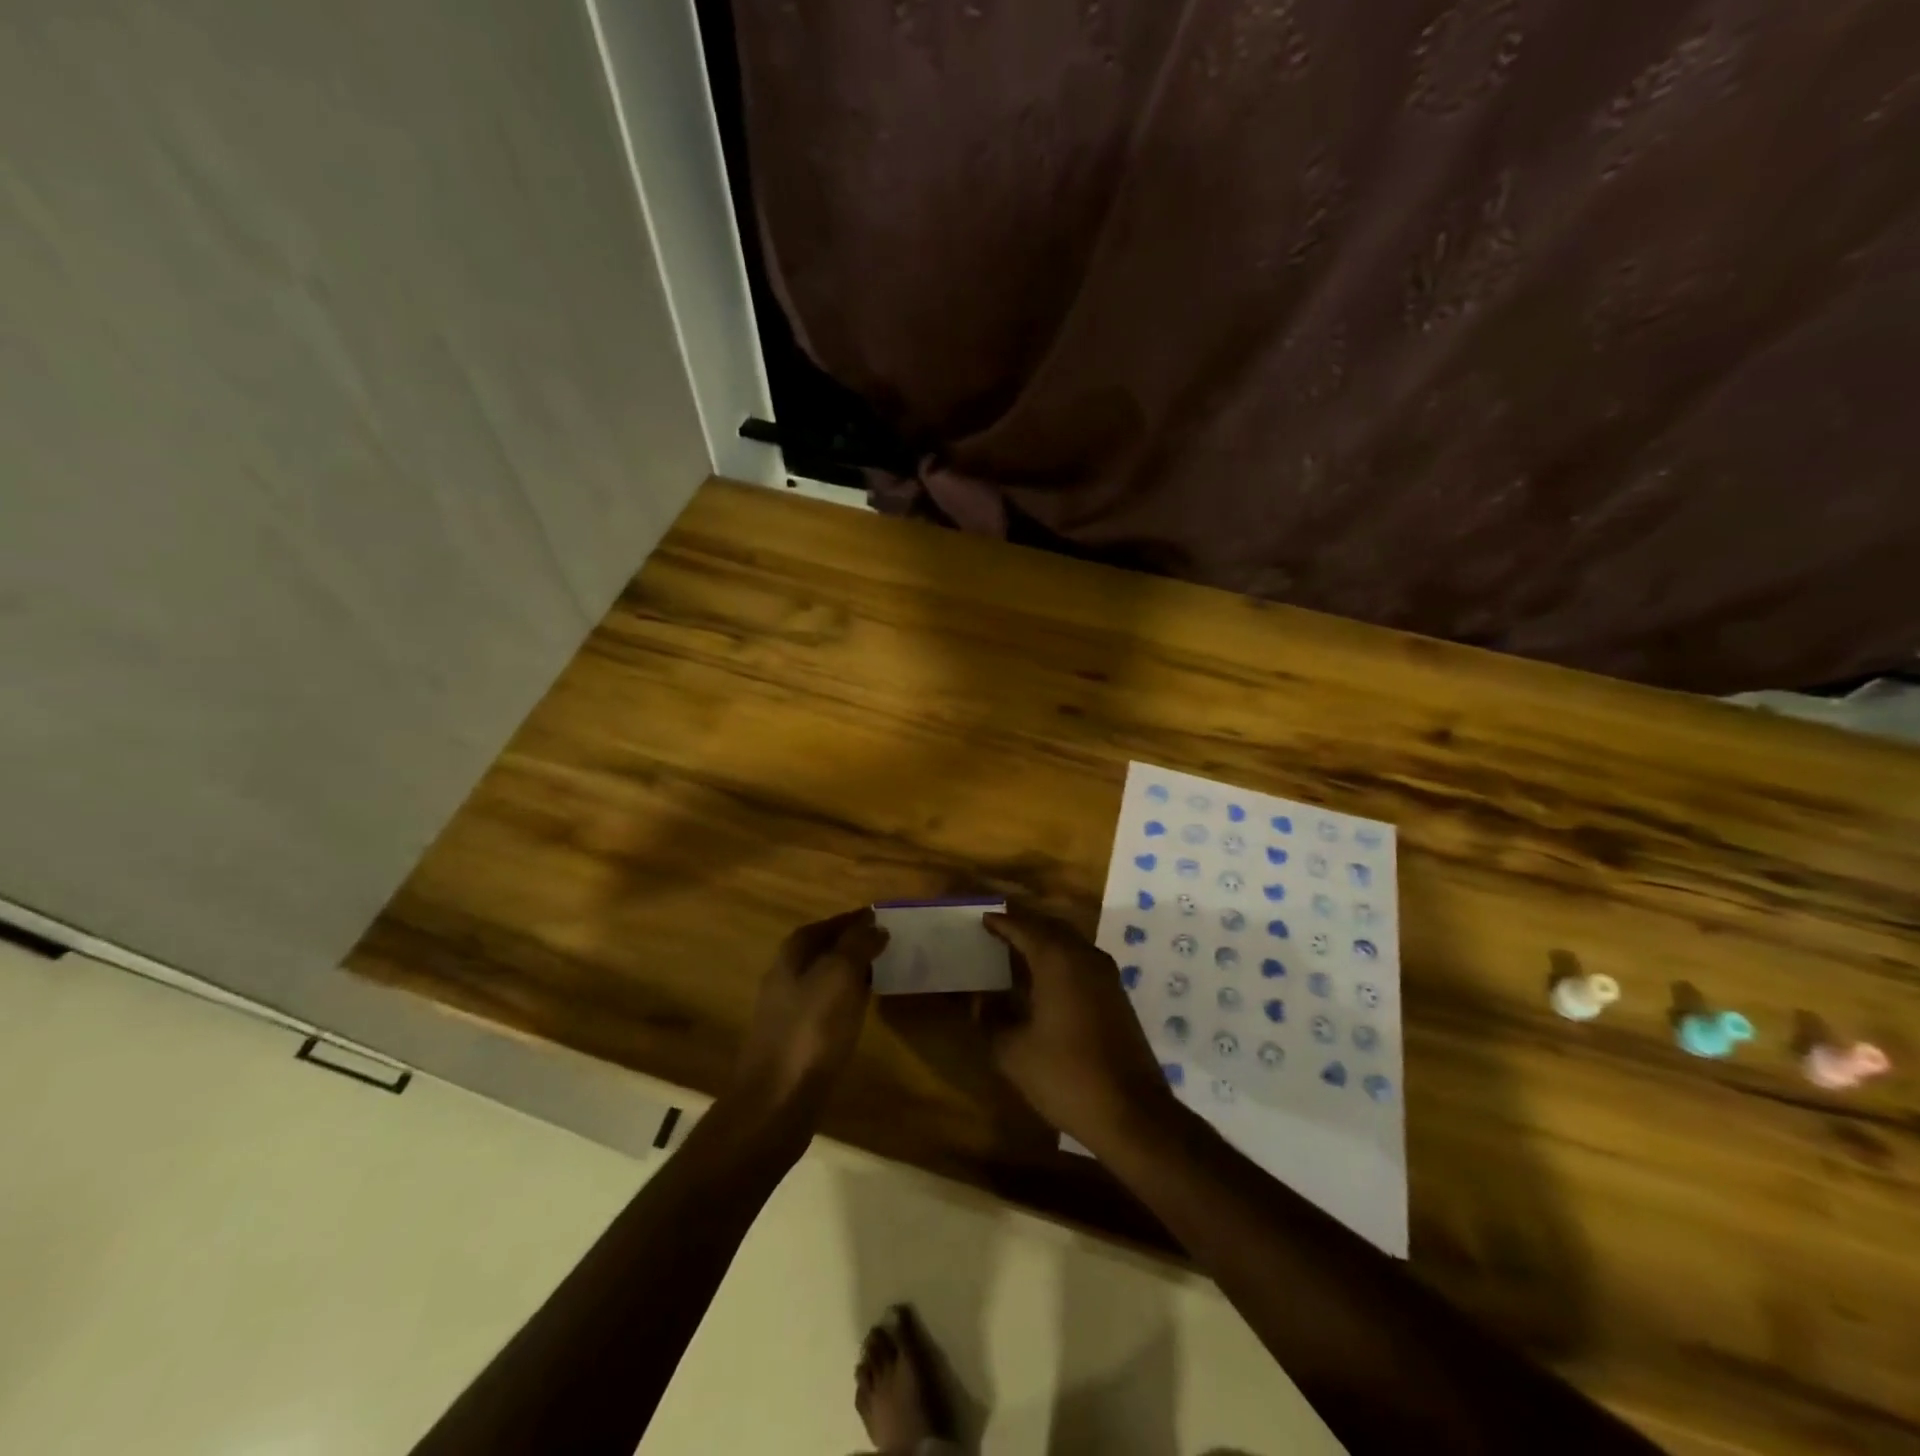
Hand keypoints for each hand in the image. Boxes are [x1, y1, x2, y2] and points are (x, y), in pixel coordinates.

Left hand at [731, 908, 888, 1122]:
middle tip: (883, 944)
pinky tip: (859, 1012)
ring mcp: (784, 1013)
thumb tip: (874, 925)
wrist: (776, 1102)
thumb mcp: (839, 976)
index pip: (823, 925)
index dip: (850, 920)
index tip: (878, 917)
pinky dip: (842, 1002)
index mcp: (791, 956)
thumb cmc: (811, 1030)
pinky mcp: (793, 1043)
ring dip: (847, 974)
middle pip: (819, 952)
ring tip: (878, 974)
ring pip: (821, 981)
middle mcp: (783, 978)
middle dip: (849, 945)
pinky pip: (822, 1009)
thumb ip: (857, 945)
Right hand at [981, 906, 1172, 1147]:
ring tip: (1017, 951)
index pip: (1023, 927)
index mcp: (1057, 959)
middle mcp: (1084, 956)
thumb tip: (979, 1002)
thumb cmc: (1065, 1075)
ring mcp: (1106, 975)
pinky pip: (1082, 960)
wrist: (1131, 1112)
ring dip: (1045, 941)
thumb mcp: (1013, 1052)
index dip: (1000, 922)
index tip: (981, 919)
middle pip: (1050, 927)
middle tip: (998, 929)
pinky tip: (1044, 980)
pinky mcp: (1116, 995)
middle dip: (1024, 925)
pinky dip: (1061, 959)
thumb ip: (990, 1020)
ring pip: (1070, 942)